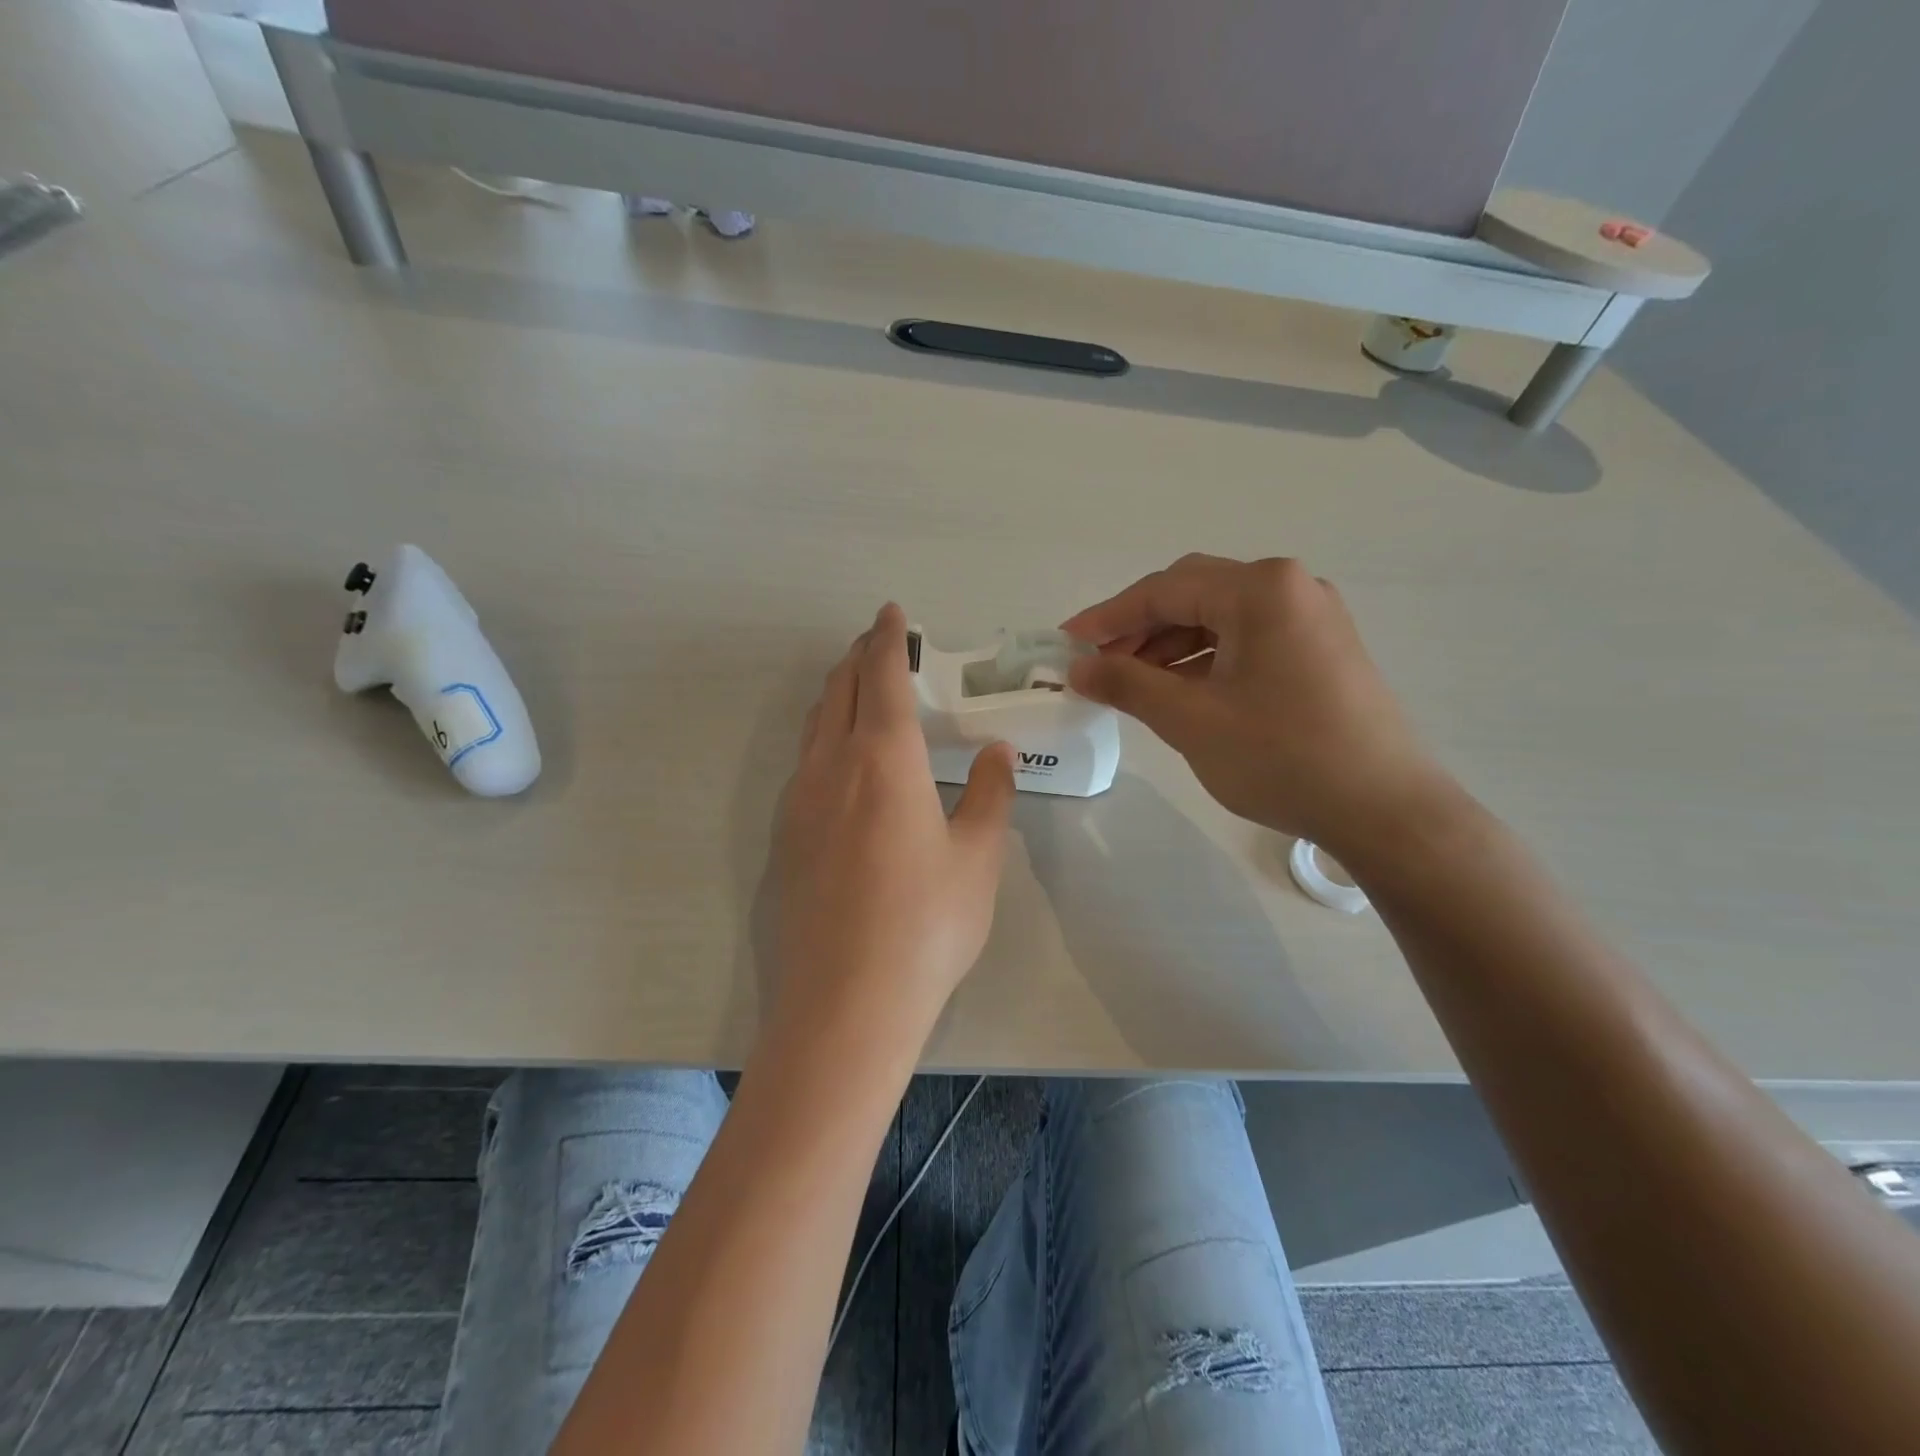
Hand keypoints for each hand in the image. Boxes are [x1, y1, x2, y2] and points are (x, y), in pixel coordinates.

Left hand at [766, 604, 1016, 1039]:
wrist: (845, 1002)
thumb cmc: (925, 924)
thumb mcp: (977, 858)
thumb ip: (990, 795)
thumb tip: (996, 753)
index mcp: (884, 760)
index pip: (881, 677)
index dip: (887, 639)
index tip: (890, 613)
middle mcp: (832, 767)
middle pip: (838, 691)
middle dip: (858, 658)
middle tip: (878, 643)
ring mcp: (799, 803)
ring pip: (814, 726)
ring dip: (835, 696)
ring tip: (857, 691)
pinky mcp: (784, 838)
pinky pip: (803, 764)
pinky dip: (823, 738)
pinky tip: (840, 764)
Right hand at [1062, 554, 1450, 853]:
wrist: (1384, 809)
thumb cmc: (1282, 757)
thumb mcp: (1191, 719)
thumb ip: (1127, 684)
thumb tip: (1077, 668)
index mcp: (1261, 589)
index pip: (1164, 589)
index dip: (1108, 616)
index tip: (1066, 642)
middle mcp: (1291, 587)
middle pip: (1193, 594)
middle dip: (1139, 628)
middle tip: (1099, 666)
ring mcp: (1312, 617)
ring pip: (1220, 618)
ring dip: (1171, 645)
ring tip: (1133, 684)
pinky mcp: (1322, 649)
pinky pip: (1248, 639)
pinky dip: (1207, 658)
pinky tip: (1182, 691)